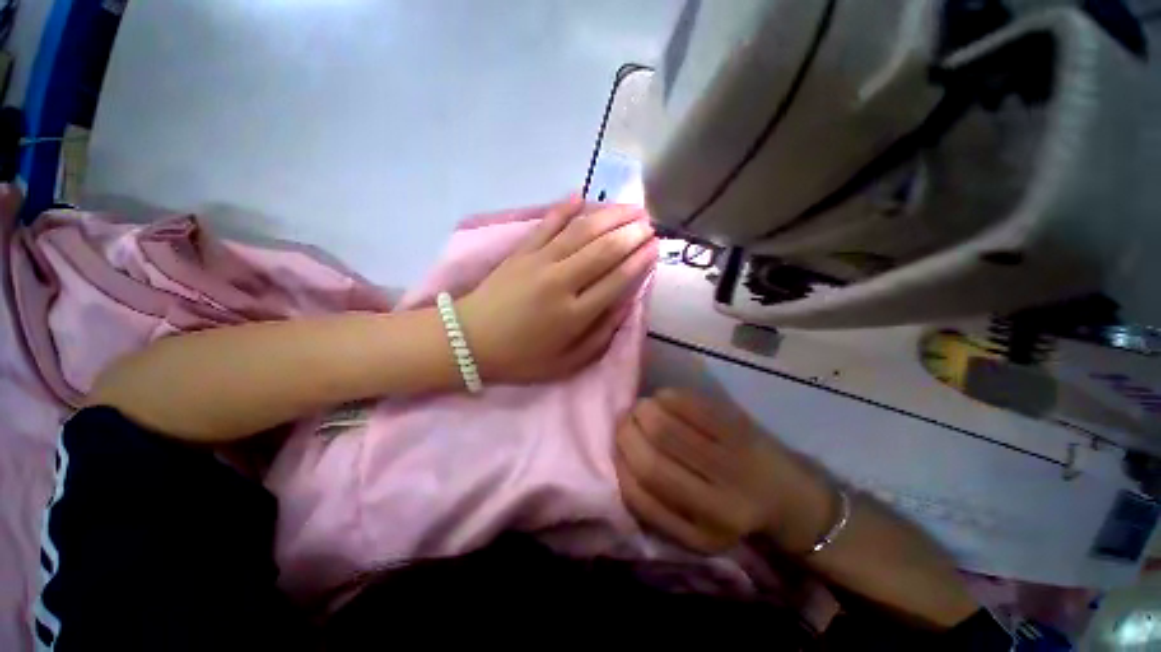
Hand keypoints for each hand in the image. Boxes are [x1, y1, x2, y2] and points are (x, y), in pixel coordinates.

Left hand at [457, 199, 656, 383]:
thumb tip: (624, 306)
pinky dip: (564, 208)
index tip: (655, 247)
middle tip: (649, 224)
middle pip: (604, 249)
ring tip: (630, 207)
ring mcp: (539, 261)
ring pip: (581, 231)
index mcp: (574, 314)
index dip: (639, 261)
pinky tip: (581, 196)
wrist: (469, 341)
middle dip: (631, 233)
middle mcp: (561, 281)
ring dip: (609, 216)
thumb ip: (599, 337)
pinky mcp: (521, 251)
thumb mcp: (566, 363)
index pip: (617, 280)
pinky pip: (547, 224)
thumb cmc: (520, 358)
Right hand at [615, 388, 834, 554]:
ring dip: (643, 410)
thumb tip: (620, 458)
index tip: (617, 446)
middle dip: (627, 432)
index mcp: (701, 532)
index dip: (619, 463)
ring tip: (643, 409)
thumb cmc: (733, 512)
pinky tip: (666, 400)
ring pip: (663, 423)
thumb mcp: (693, 530)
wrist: (790, 496)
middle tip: (627, 421)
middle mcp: (717, 502)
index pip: (639, 493)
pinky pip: (688, 402)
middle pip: (649, 457)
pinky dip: (666, 396)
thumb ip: (654, 506)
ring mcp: (730, 459)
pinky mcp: (738, 426)